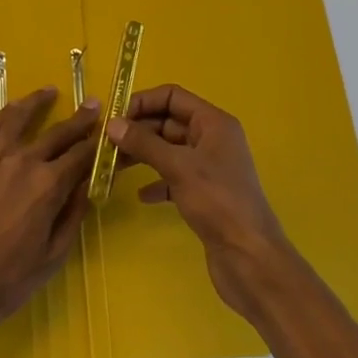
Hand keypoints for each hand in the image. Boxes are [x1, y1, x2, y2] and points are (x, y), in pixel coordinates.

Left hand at [0, 88, 99, 344]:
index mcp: (49, 186)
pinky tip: (13, 109)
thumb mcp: (53, 255)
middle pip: (57, 134)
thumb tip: (87, 185)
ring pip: (20, 119)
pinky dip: (6, 114)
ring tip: (50, 91)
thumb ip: (73, 214)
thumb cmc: (8, 280)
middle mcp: (24, 162)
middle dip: (79, 120)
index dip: (97, 144)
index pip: (81, 156)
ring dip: (38, 102)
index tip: (108, 132)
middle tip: (93, 105)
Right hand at [106, 84, 294, 321]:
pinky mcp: (204, 194)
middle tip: (106, 144)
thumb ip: (144, 143)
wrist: (250, 260)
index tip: (114, 117)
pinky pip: (174, 177)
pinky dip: (156, 182)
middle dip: (138, 130)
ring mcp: (209, 168)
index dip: (143, 102)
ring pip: (169, 150)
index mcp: (213, 123)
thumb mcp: (179, 167)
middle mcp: (212, 139)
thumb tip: (112, 124)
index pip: (173, 96)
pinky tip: (141, 196)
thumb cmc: (218, 203)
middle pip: (168, 122)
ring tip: (114, 166)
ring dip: (143, 155)